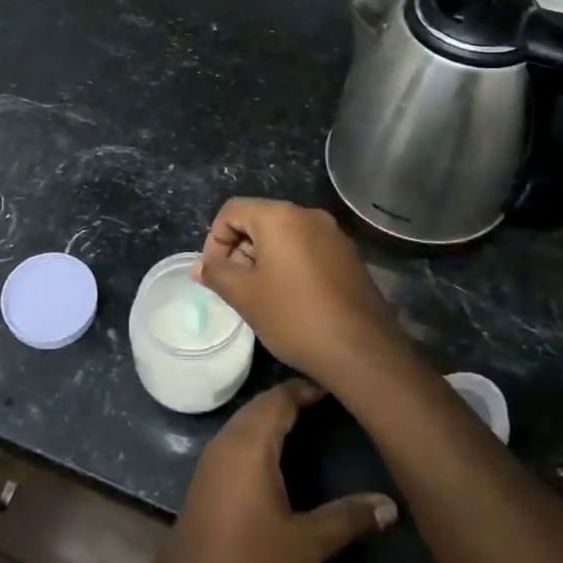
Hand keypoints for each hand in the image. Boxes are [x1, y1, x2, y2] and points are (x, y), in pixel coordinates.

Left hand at [149, 379, 396, 562]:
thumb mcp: (304, 544)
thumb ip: (346, 519)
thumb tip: (390, 505)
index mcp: (250, 443)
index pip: (279, 398)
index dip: (307, 389)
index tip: (339, 389)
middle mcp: (228, 439)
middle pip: (262, 404)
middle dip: (294, 399)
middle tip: (332, 404)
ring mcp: (214, 457)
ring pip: (248, 420)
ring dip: (276, 416)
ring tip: (312, 422)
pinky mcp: (208, 476)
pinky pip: (238, 438)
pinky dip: (261, 434)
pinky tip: (281, 454)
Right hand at [194, 198, 395, 384]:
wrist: (363, 352)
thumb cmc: (294, 317)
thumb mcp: (244, 295)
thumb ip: (217, 273)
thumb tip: (200, 266)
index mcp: (280, 216)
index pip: (232, 210)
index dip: (214, 239)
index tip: (215, 273)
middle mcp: (309, 215)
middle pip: (259, 220)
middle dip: (239, 249)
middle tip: (235, 287)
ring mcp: (333, 235)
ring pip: (284, 236)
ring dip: (263, 258)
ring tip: (260, 296)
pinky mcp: (349, 256)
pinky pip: (307, 249)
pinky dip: (289, 265)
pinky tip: (290, 299)